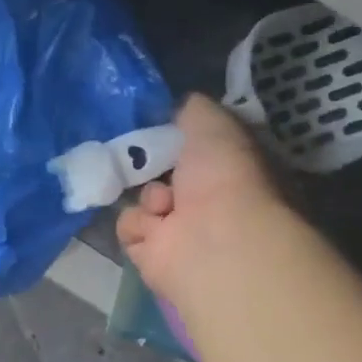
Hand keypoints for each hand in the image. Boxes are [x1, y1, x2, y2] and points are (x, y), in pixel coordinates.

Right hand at [116, 94, 280, 305]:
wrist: (214, 240)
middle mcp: (209, 202)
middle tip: (146, 158)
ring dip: (148, 196)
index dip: (178, 137)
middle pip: (164, 173)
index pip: (196, 149)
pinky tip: (157, 226)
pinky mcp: (153, 254)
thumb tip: (179, 106)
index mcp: (231, 170)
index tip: (160, 127)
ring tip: (163, 203)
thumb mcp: (213, 123)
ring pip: (144, 198)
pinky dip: (138, 224)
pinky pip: (130, 226)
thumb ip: (193, 110)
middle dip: (153, 165)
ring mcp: (182, 231)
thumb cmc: (224, 177)